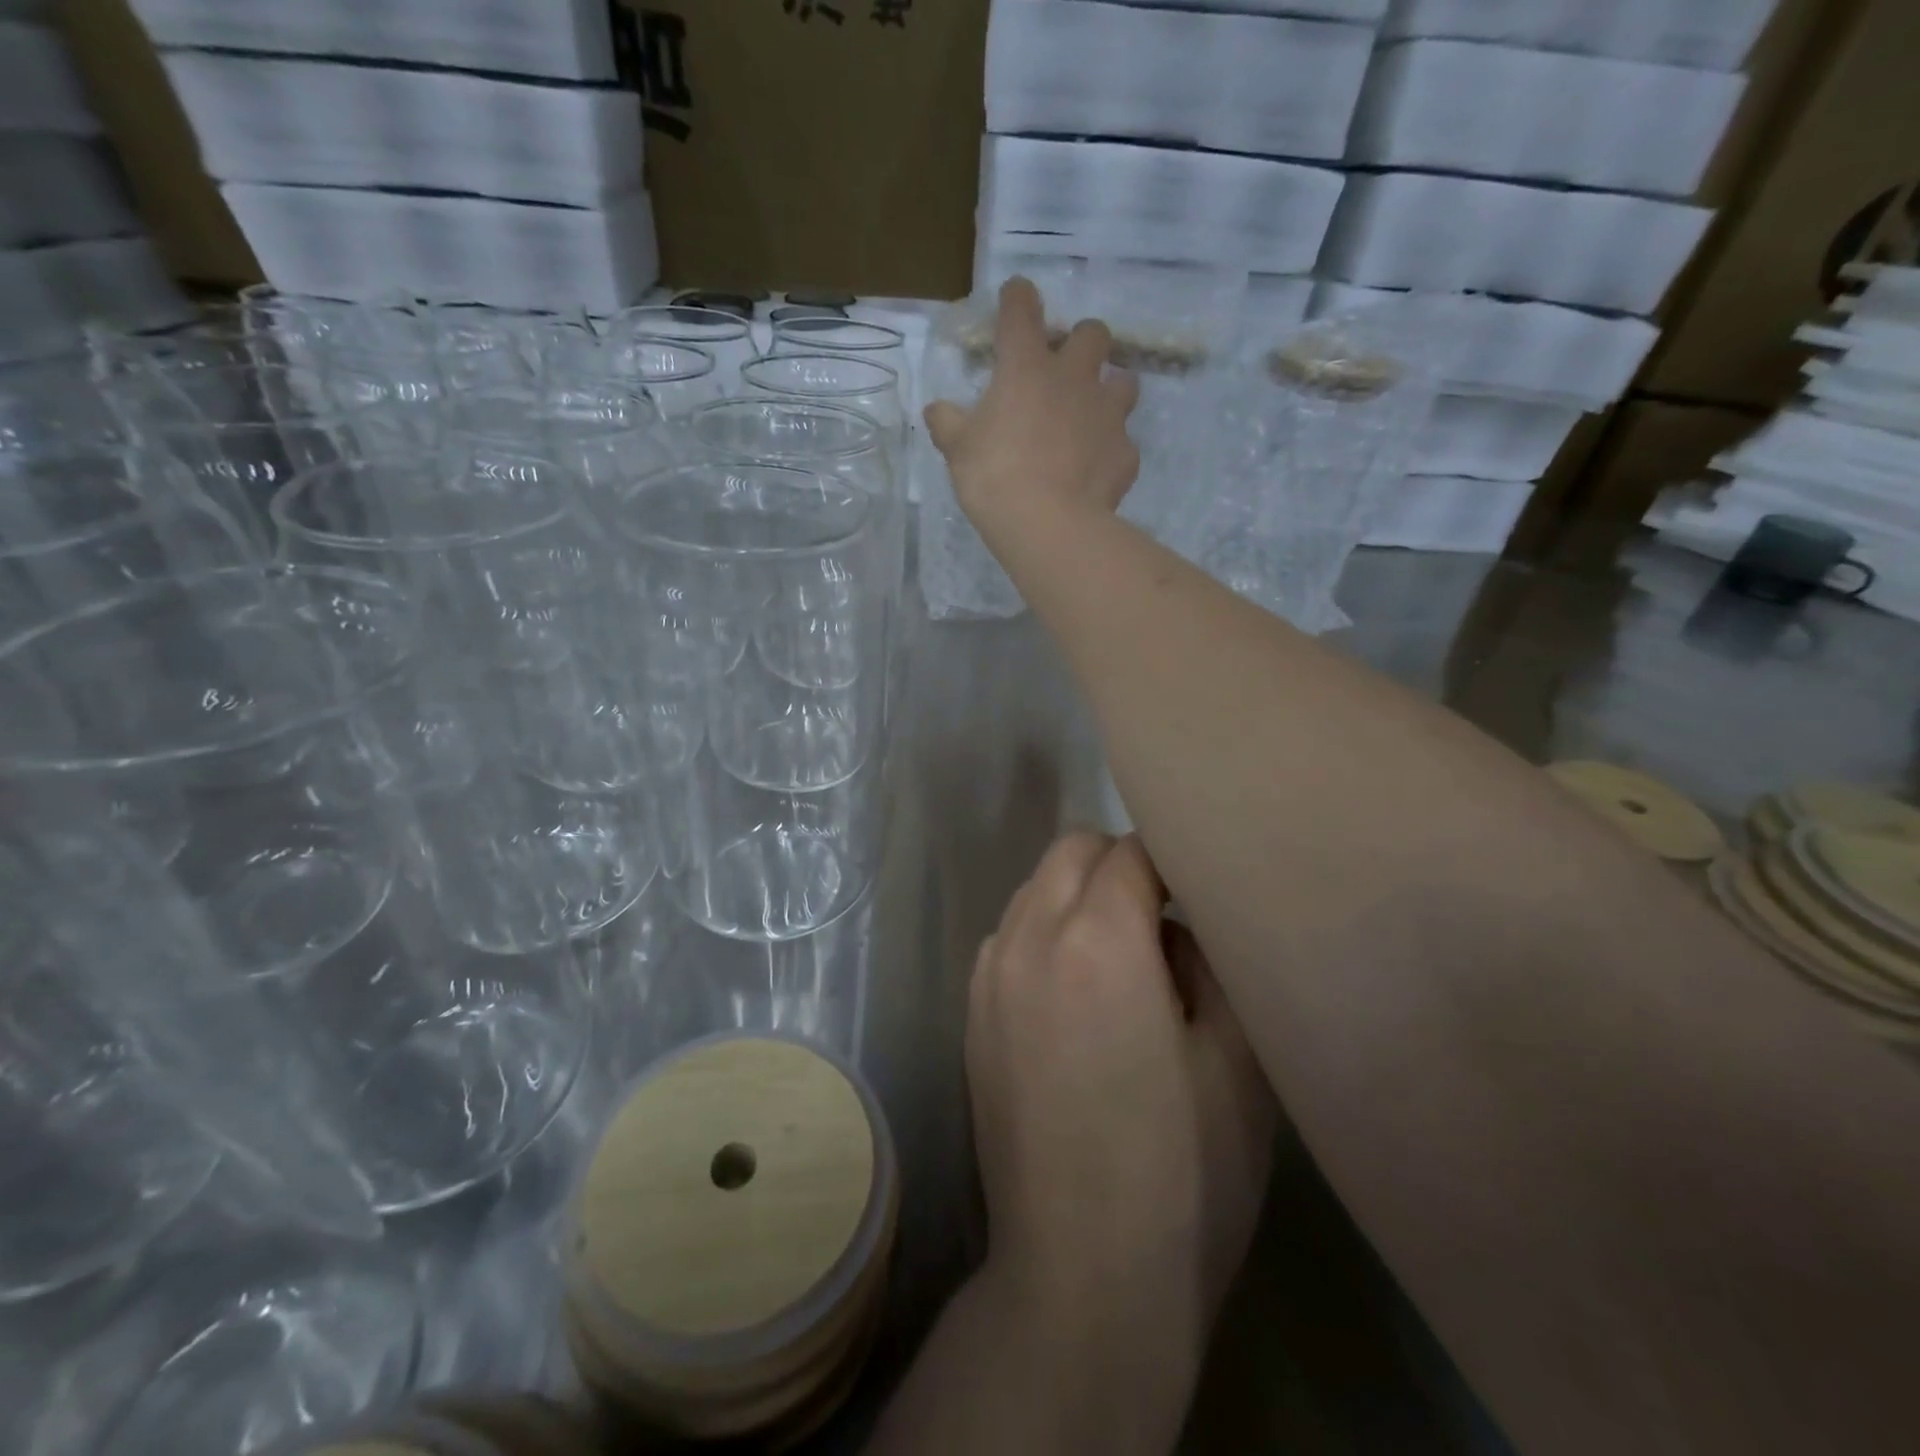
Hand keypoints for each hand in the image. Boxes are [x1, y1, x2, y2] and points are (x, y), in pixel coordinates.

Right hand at [925, 279, 1141, 540]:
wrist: (1048, 525)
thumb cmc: (994, 477)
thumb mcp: (957, 450)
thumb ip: (947, 423)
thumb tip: (936, 410)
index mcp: (1026, 368)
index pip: (1021, 309)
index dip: (1018, 298)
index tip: (1016, 298)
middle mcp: (1074, 379)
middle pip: (1093, 333)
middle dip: (1082, 343)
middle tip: (1065, 370)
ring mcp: (1107, 414)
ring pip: (1124, 382)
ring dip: (1110, 390)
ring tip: (1093, 415)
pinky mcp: (1125, 453)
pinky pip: (1123, 444)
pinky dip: (1111, 452)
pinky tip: (1095, 470)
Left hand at [966, 832, 1277, 1375]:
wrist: (1082, 1277)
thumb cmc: (1184, 1174)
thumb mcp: (1237, 1059)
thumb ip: (1211, 959)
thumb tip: (1176, 921)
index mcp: (1096, 940)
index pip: (1130, 851)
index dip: (1172, 860)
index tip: (1198, 890)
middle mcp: (1027, 938)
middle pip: (1071, 851)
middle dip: (1119, 864)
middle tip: (1165, 922)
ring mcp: (988, 975)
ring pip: (1034, 889)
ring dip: (1077, 897)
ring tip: (1121, 963)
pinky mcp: (971, 1014)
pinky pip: (1009, 936)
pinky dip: (1044, 935)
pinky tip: (1075, 998)